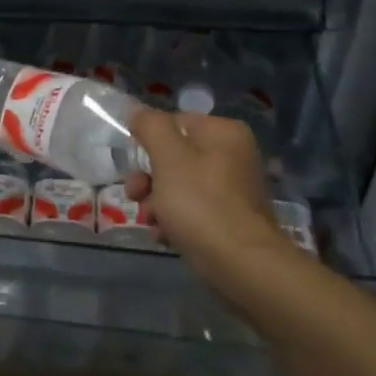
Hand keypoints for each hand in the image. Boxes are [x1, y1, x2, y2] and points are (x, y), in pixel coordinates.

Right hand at [125, 110, 294, 274]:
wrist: (241, 264)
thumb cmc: (200, 203)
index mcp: (224, 133)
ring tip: (150, 221)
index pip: (175, 122)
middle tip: (135, 194)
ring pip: (179, 186)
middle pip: (175, 157)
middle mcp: (233, 156)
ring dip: (157, 202)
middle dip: (149, 178)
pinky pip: (193, 211)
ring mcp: (233, 190)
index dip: (149, 141)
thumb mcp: (168, 157)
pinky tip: (163, 236)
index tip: (133, 163)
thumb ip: (151, 127)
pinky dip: (174, 221)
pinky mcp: (230, 220)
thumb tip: (138, 110)